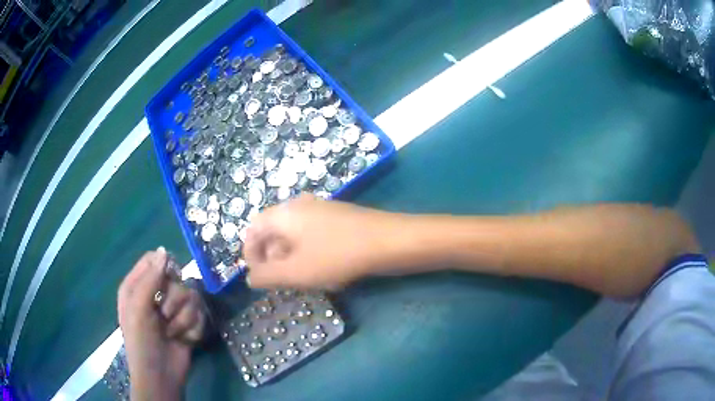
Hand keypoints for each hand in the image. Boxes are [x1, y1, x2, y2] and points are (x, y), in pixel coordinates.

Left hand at [118, 248, 204, 400]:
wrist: (161, 375)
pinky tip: (184, 339)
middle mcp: (155, 293)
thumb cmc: (142, 342)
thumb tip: (165, 251)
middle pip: (175, 277)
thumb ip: (150, 280)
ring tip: (174, 332)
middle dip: (173, 299)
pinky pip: (199, 314)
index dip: (163, 267)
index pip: (152, 260)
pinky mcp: (188, 322)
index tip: (168, 279)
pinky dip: (193, 328)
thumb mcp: (138, 310)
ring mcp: (172, 309)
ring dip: (184, 318)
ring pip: (190, 296)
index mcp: (136, 286)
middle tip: (165, 315)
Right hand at [244, 194, 395, 287]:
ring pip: (294, 236)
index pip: (254, 229)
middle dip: (272, 258)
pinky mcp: (338, 219)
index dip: (250, 254)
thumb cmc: (337, 256)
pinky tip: (325, 271)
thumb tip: (250, 277)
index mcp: (284, 213)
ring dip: (291, 258)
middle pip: (273, 231)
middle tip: (282, 281)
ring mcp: (321, 210)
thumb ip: (267, 276)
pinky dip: (310, 254)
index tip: (258, 276)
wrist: (390, 241)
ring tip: (304, 279)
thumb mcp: (296, 272)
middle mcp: (300, 205)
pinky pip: (313, 236)